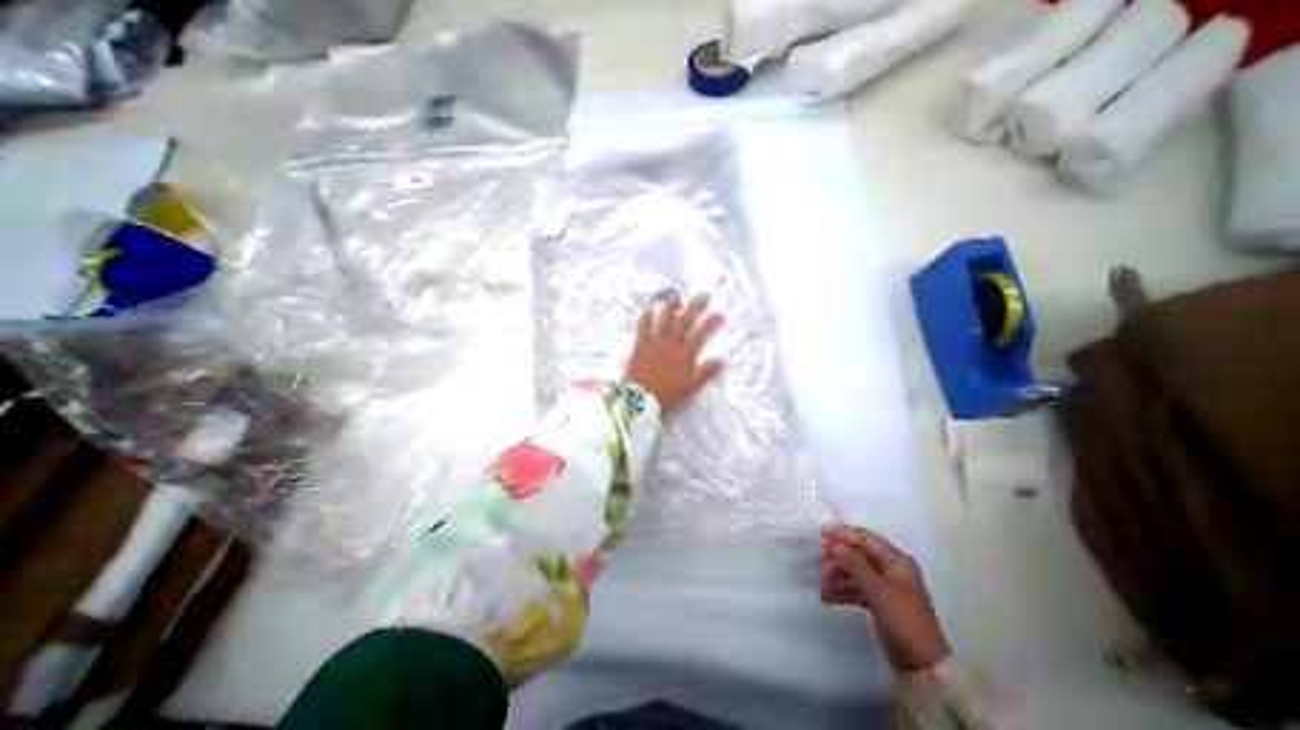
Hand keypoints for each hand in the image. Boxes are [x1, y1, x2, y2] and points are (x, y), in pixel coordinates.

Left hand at [628, 291, 725, 415]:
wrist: (639, 401)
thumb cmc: (667, 397)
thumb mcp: (691, 388)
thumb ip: (706, 373)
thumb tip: (722, 361)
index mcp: (684, 355)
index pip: (701, 335)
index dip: (712, 324)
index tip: (721, 314)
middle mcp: (670, 345)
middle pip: (684, 323)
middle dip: (695, 308)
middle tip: (704, 296)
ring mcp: (653, 345)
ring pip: (663, 322)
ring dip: (670, 307)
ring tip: (676, 294)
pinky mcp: (640, 348)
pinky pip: (642, 330)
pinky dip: (645, 319)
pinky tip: (648, 311)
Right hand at [815, 523, 951, 671]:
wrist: (924, 667)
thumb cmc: (902, 619)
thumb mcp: (876, 589)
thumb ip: (853, 563)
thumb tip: (835, 544)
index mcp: (896, 560)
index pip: (865, 538)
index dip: (842, 533)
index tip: (820, 533)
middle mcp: (891, 569)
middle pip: (858, 554)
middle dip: (837, 557)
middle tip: (819, 563)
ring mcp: (885, 586)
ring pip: (855, 571)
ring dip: (837, 574)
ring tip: (822, 583)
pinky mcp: (880, 602)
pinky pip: (857, 588)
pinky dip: (842, 590)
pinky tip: (827, 596)